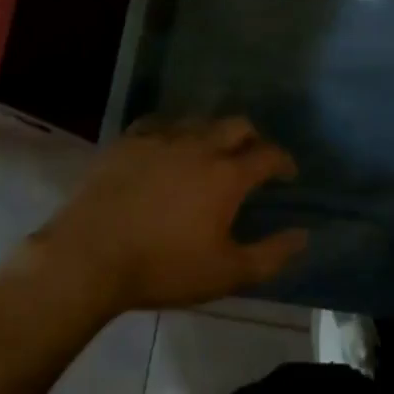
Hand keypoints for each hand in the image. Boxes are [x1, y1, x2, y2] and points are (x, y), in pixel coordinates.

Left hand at [38, 117, 308, 314]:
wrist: (90, 256)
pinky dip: (174, 131)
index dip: (283, 161)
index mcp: (227, 174)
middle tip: (252, 159)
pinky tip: (168, 147)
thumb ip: (271, 255)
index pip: (268, 154)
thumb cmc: (162, 267)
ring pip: (200, 120)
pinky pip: (160, 122)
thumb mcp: (225, 273)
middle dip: (252, 138)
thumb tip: (303, 235)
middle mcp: (200, 144)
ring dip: (214, 133)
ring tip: (210, 153)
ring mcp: (162, 137)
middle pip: (237, 125)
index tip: (287, 173)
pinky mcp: (130, 139)